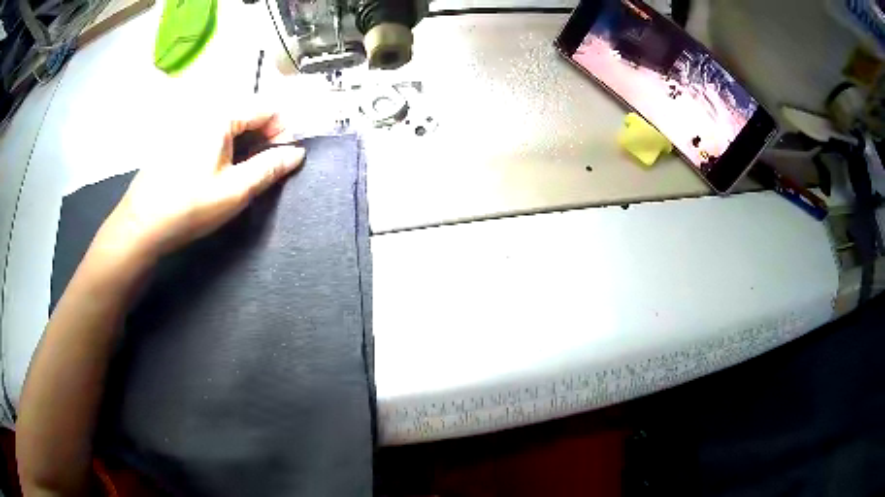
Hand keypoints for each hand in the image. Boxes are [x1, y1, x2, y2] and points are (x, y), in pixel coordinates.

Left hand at [91, 110, 304, 267]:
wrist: (140, 226)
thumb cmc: (189, 207)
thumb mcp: (235, 190)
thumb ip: (270, 167)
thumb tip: (297, 153)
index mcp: (220, 115)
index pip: (267, 108)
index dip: (282, 131)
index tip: (281, 159)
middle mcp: (203, 110)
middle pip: (246, 114)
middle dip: (261, 138)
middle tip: (259, 171)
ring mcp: (186, 122)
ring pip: (228, 125)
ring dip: (241, 144)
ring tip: (236, 175)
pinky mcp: (175, 138)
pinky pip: (209, 133)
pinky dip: (221, 147)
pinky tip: (212, 173)